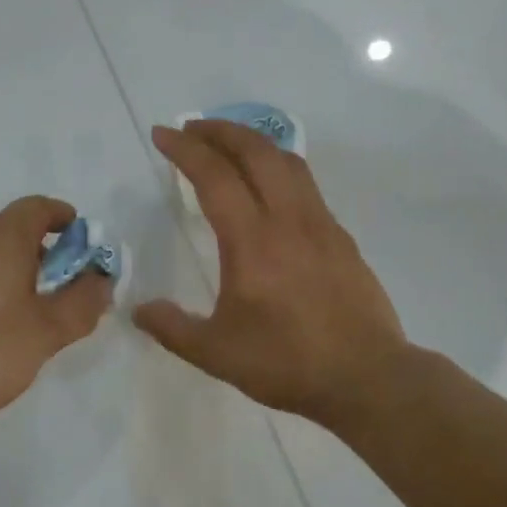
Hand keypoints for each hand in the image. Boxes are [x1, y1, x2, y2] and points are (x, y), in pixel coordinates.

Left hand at [0, 196, 112, 430]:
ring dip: (12, 273)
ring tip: (25, 316)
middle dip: (43, 254)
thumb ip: (80, 305)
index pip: (39, 207)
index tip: (81, 242)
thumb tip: (101, 281)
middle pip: (13, 230)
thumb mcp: (44, 333)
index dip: (64, 219)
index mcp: (3, 235)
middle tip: (61, 292)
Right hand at [133, 121, 408, 420]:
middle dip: (219, 131)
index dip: (185, 149)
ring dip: (253, 142)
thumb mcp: (217, 353)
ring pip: (286, 160)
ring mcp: (320, 223)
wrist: (367, 378)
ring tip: (228, 145)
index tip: (163, 134)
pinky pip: (305, 184)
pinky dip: (278, 167)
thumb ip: (173, 328)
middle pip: (255, 151)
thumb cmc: (287, 363)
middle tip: (192, 129)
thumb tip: (139, 310)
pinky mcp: (340, 236)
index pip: (214, 176)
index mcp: (252, 241)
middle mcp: (288, 219)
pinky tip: (269, 187)